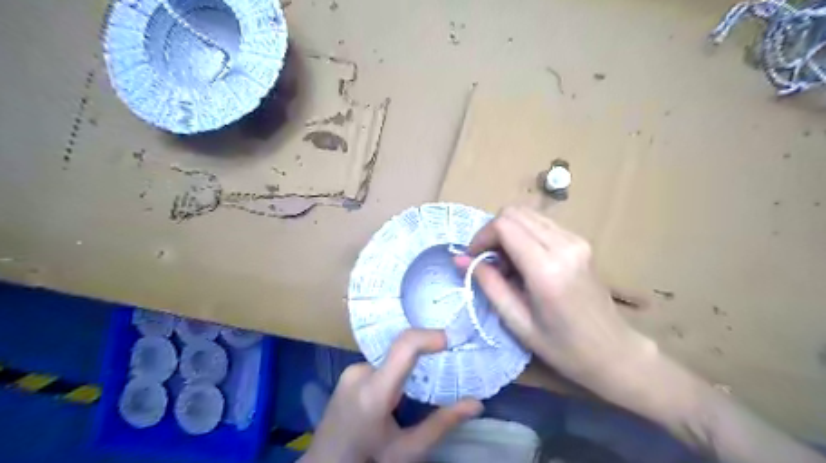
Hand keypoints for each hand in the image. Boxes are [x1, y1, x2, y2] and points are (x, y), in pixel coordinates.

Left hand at [301, 329, 484, 462]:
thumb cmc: (367, 462)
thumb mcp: (407, 450)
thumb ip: (442, 424)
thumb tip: (476, 403)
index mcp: (374, 391)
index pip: (405, 346)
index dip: (430, 336)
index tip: (453, 340)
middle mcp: (359, 372)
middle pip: (401, 352)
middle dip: (425, 358)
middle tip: (446, 370)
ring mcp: (351, 371)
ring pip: (392, 359)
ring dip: (409, 369)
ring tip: (421, 392)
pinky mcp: (348, 374)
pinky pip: (381, 364)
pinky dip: (397, 373)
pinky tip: (401, 396)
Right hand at [455, 206, 654, 393]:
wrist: (613, 351)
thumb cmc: (563, 347)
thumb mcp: (517, 322)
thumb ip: (488, 284)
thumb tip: (460, 259)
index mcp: (547, 269)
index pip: (504, 225)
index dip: (481, 236)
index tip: (473, 257)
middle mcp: (564, 245)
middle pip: (514, 212)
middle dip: (492, 231)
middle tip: (487, 260)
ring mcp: (576, 240)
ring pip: (527, 214)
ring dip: (508, 232)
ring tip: (505, 263)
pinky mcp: (581, 241)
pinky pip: (541, 223)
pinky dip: (524, 234)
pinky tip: (524, 260)